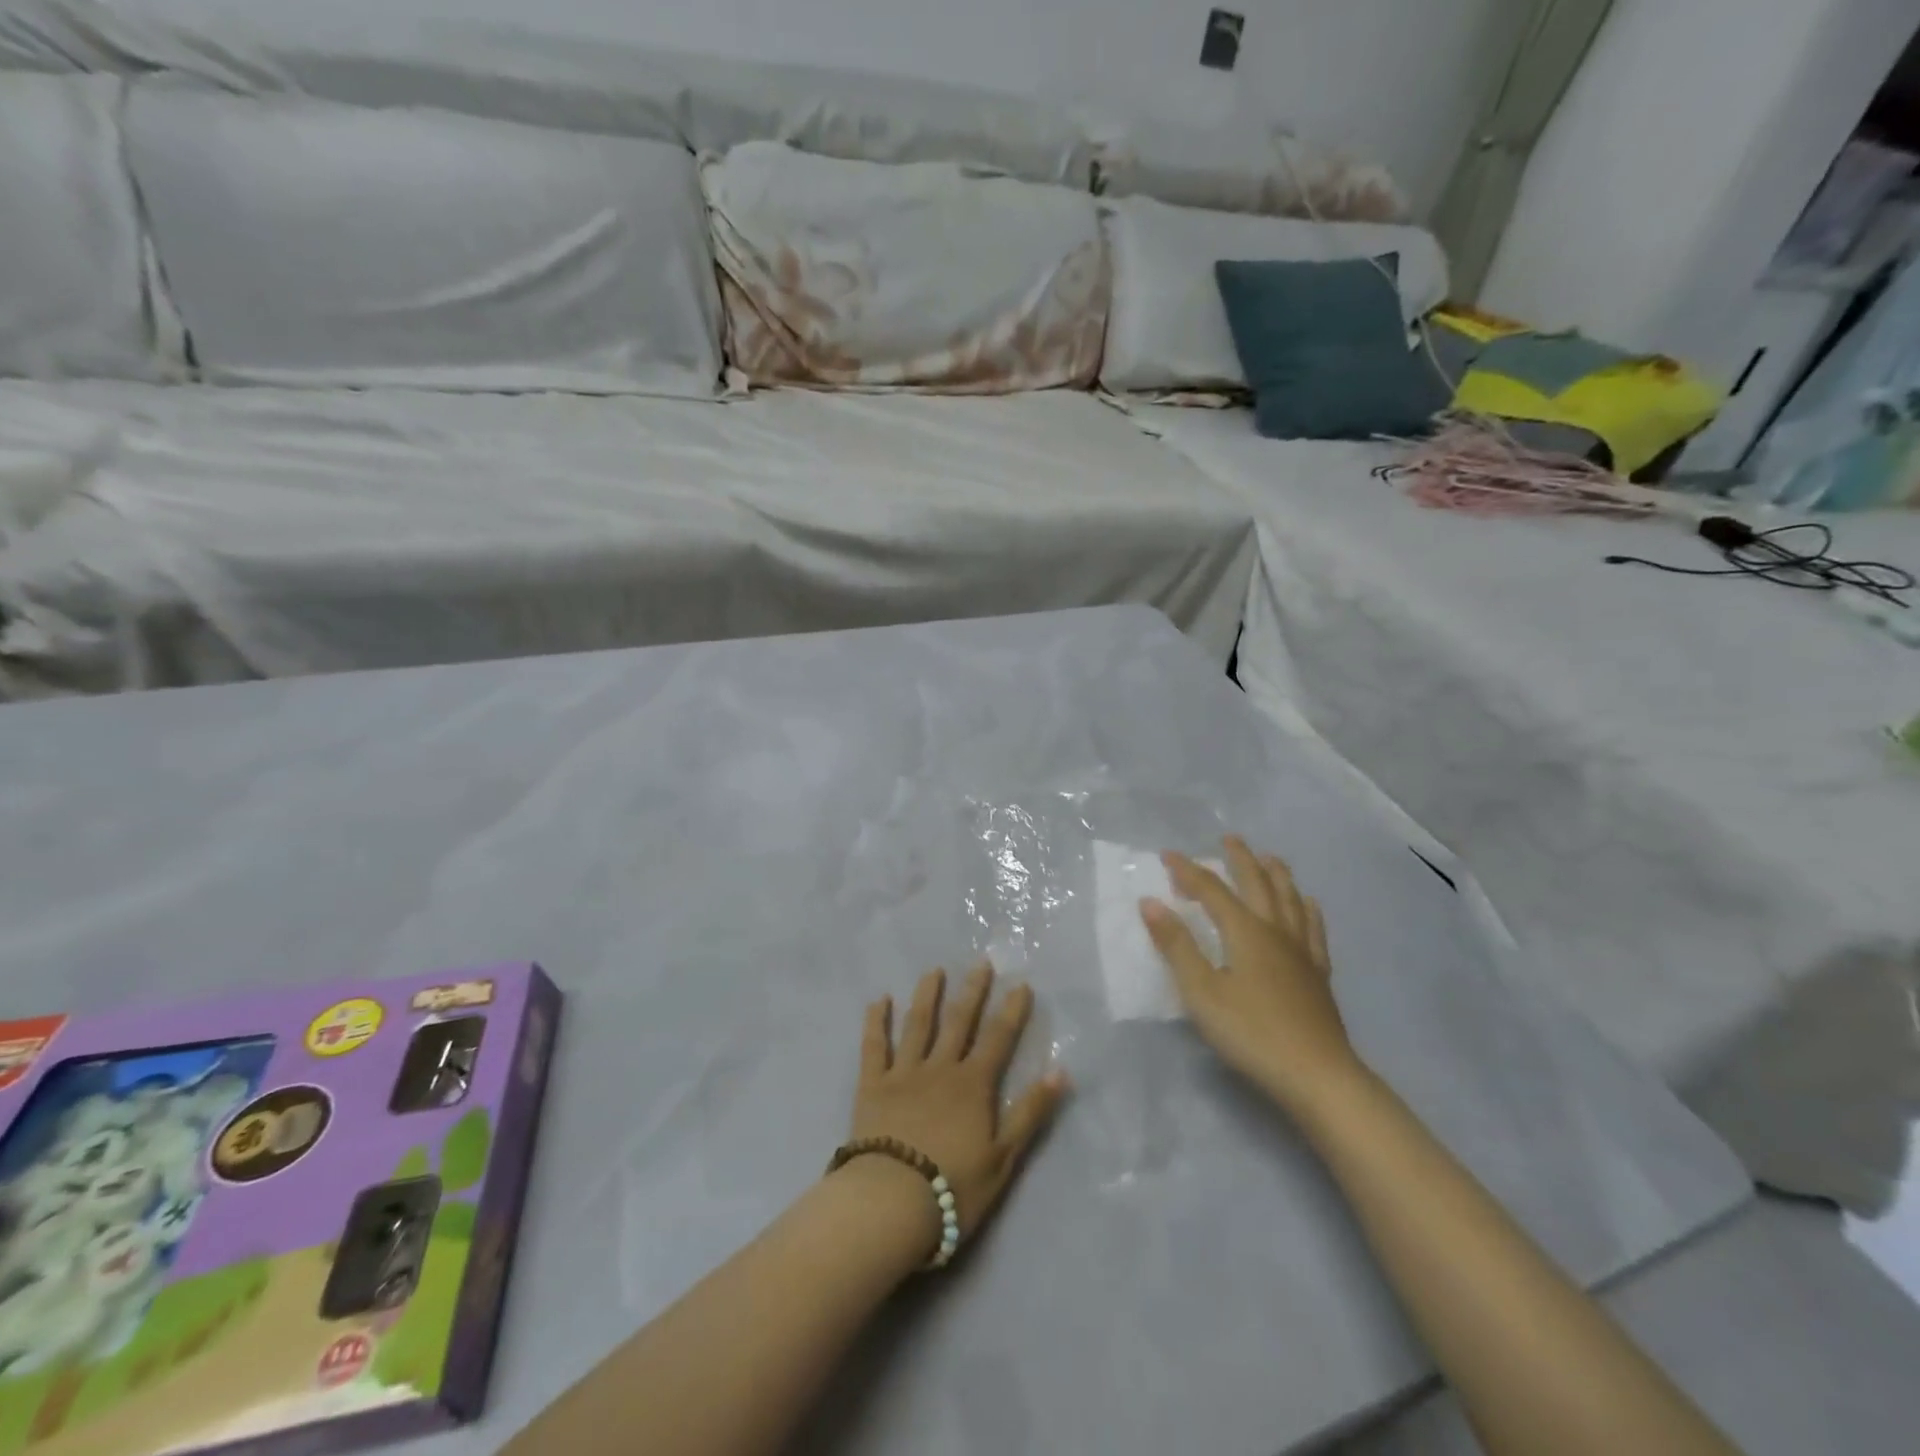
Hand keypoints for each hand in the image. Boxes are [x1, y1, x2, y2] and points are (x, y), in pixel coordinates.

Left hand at [849, 964, 1069, 1243]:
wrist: (890, 1202)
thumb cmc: (952, 1187)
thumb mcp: (1004, 1157)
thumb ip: (1030, 1112)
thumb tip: (1061, 1072)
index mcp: (973, 1085)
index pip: (998, 1039)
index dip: (1011, 1011)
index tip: (1021, 984)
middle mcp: (940, 1068)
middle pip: (959, 1022)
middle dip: (972, 991)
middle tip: (981, 962)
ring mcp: (904, 1073)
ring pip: (917, 1024)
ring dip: (927, 995)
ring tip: (934, 971)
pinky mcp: (872, 1085)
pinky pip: (874, 1046)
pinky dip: (876, 1021)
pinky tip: (879, 1000)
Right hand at [1140, 837, 1362, 1117]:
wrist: (1317, 1076)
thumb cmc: (1250, 1033)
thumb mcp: (1201, 992)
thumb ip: (1176, 945)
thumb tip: (1151, 902)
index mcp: (1245, 932)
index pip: (1211, 890)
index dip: (1189, 871)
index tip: (1168, 855)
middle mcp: (1275, 931)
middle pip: (1257, 884)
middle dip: (1240, 859)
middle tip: (1229, 839)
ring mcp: (1301, 952)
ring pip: (1290, 900)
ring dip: (1277, 875)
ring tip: (1270, 858)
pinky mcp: (1318, 974)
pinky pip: (1313, 930)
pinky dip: (1308, 910)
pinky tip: (1308, 904)